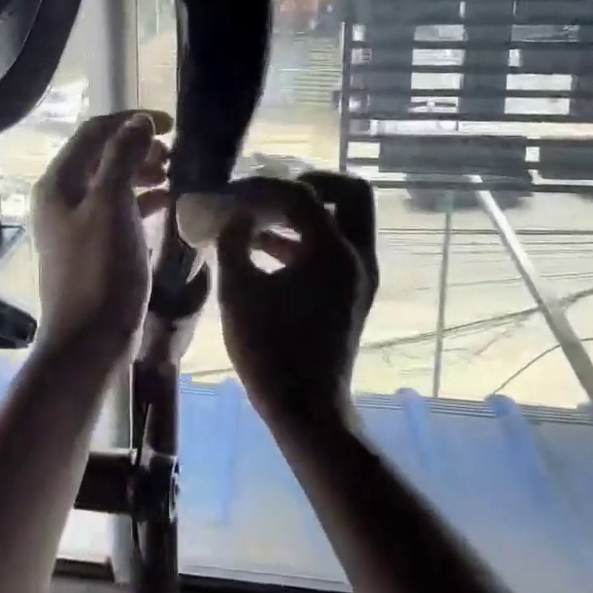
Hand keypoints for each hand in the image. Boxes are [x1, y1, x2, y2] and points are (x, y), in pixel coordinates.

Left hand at [31, 110, 171, 360]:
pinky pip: (117, 211)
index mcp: (58, 184)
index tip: (172, 125)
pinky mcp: (92, 248)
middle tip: (175, 155)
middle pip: (101, 156)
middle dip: (138, 147)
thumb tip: (138, 121)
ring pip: (111, 184)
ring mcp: (75, 226)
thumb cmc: (100, 272)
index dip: (131, 121)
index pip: (94, 133)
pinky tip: (166, 203)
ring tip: (174, 175)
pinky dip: (140, 201)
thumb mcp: (112, 208)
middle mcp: (61, 199)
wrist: (88, 343)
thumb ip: (123, 159)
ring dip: (141, 173)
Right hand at [210, 172, 377, 435]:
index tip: (232, 193)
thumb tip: (233, 217)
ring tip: (259, 218)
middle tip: (273, 192)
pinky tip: (263, 249)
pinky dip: (307, 238)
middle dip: (311, 183)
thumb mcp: (238, 292)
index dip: (262, 187)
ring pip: (345, 219)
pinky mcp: (353, 292)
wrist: (306, 408)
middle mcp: (357, 255)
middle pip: (349, 192)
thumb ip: (232, 243)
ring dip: (307, 212)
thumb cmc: (269, 350)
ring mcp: (360, 275)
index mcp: (332, 251)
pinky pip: (337, 246)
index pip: (301, 194)